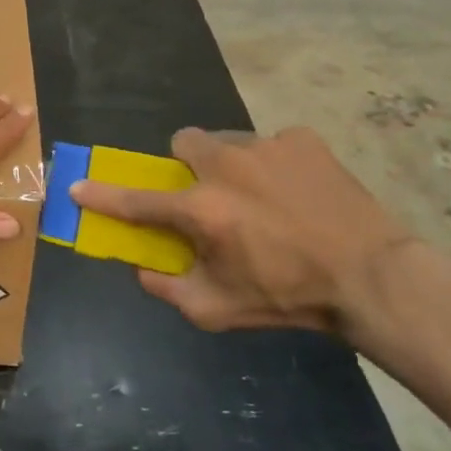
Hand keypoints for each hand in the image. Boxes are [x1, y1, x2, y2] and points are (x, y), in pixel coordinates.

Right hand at [68, 126, 415, 340]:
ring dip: (231, 166)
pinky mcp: (302, 140)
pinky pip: (272, 144)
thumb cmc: (289, 297)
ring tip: (263, 198)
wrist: (372, 277)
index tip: (77, 186)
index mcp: (201, 209)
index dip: (101, 195)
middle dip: (186, 165)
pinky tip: (298, 193)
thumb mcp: (218, 310)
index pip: (136, 200)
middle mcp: (225, 166)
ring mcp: (266, 146)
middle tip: (209, 195)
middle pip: (183, 143)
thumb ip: (167, 289)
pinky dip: (275, 165)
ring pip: (228, 142)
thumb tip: (141, 269)